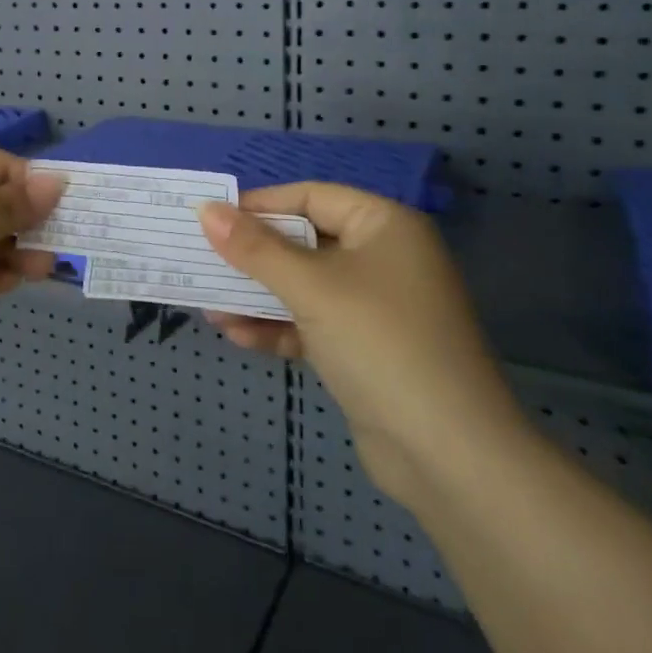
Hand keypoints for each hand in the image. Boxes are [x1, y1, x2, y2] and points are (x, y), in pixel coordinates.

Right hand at [198, 184, 526, 507]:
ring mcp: (376, 307)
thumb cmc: (380, 343)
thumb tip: (206, 210)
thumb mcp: (311, 287)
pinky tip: (237, 335)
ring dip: (258, 295)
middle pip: (304, 242)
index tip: (210, 218)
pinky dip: (277, 326)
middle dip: (252, 256)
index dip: (260, 205)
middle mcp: (383, 258)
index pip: (310, 197)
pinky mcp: (365, 349)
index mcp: (384, 226)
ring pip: (303, 286)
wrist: (449, 455)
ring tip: (210, 305)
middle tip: (202, 260)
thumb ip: (255, 248)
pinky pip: (312, 323)